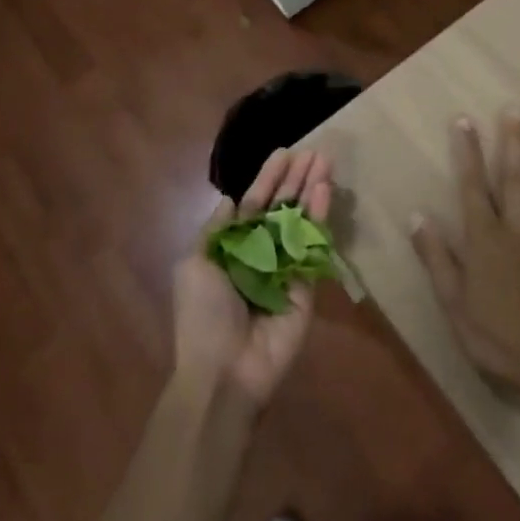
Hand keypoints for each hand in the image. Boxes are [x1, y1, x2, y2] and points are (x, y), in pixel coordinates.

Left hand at [174, 148, 331, 410]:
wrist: (225, 371)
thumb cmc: (203, 316)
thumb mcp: (194, 266)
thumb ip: (216, 231)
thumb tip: (230, 201)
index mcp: (233, 249)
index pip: (254, 204)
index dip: (267, 179)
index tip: (284, 153)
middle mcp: (261, 253)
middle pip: (282, 207)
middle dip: (296, 179)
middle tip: (314, 150)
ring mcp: (287, 267)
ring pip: (301, 220)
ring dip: (312, 189)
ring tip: (325, 160)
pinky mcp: (308, 283)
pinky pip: (314, 245)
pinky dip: (320, 217)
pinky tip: (325, 190)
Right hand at [409, 109, 519, 395]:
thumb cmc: (497, 338)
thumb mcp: (453, 303)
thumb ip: (436, 257)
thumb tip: (416, 215)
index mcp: (485, 239)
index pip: (472, 187)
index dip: (468, 152)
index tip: (465, 120)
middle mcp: (518, 229)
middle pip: (515, 178)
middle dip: (514, 141)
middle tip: (516, 108)